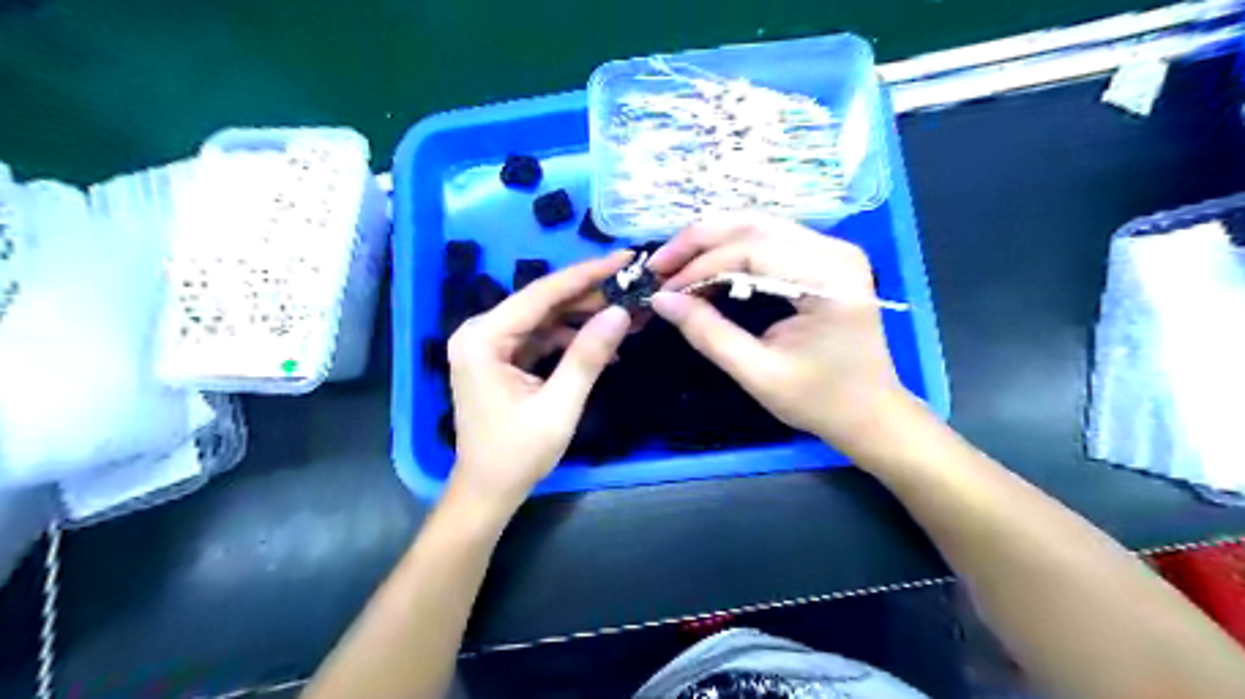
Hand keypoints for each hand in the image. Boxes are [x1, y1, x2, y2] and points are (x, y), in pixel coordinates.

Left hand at [449, 252, 633, 512]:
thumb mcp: (559, 406)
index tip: (625, 258)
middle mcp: (481, 332)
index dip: (586, 274)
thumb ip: (588, 356)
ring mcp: (490, 345)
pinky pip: (541, 337)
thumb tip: (621, 312)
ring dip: (584, 318)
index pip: (541, 294)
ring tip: (627, 315)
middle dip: (590, 297)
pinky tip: (602, 344)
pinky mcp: (502, 358)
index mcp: (483, 338)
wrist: (488, 491)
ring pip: (545, 318)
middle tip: (634, 286)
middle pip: (543, 302)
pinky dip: (571, 339)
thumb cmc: (518, 454)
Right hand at [648, 213, 912, 452]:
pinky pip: (769, 239)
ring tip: (675, 264)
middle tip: (659, 264)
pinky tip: (706, 265)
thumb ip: (708, 332)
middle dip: (699, 241)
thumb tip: (661, 300)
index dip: (700, 266)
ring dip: (712, 241)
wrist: (870, 413)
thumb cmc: (820, 401)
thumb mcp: (758, 373)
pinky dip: (731, 249)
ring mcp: (833, 249)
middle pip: (754, 224)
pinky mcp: (825, 258)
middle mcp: (835, 251)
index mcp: (829, 280)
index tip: (663, 290)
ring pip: (759, 224)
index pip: (752, 250)